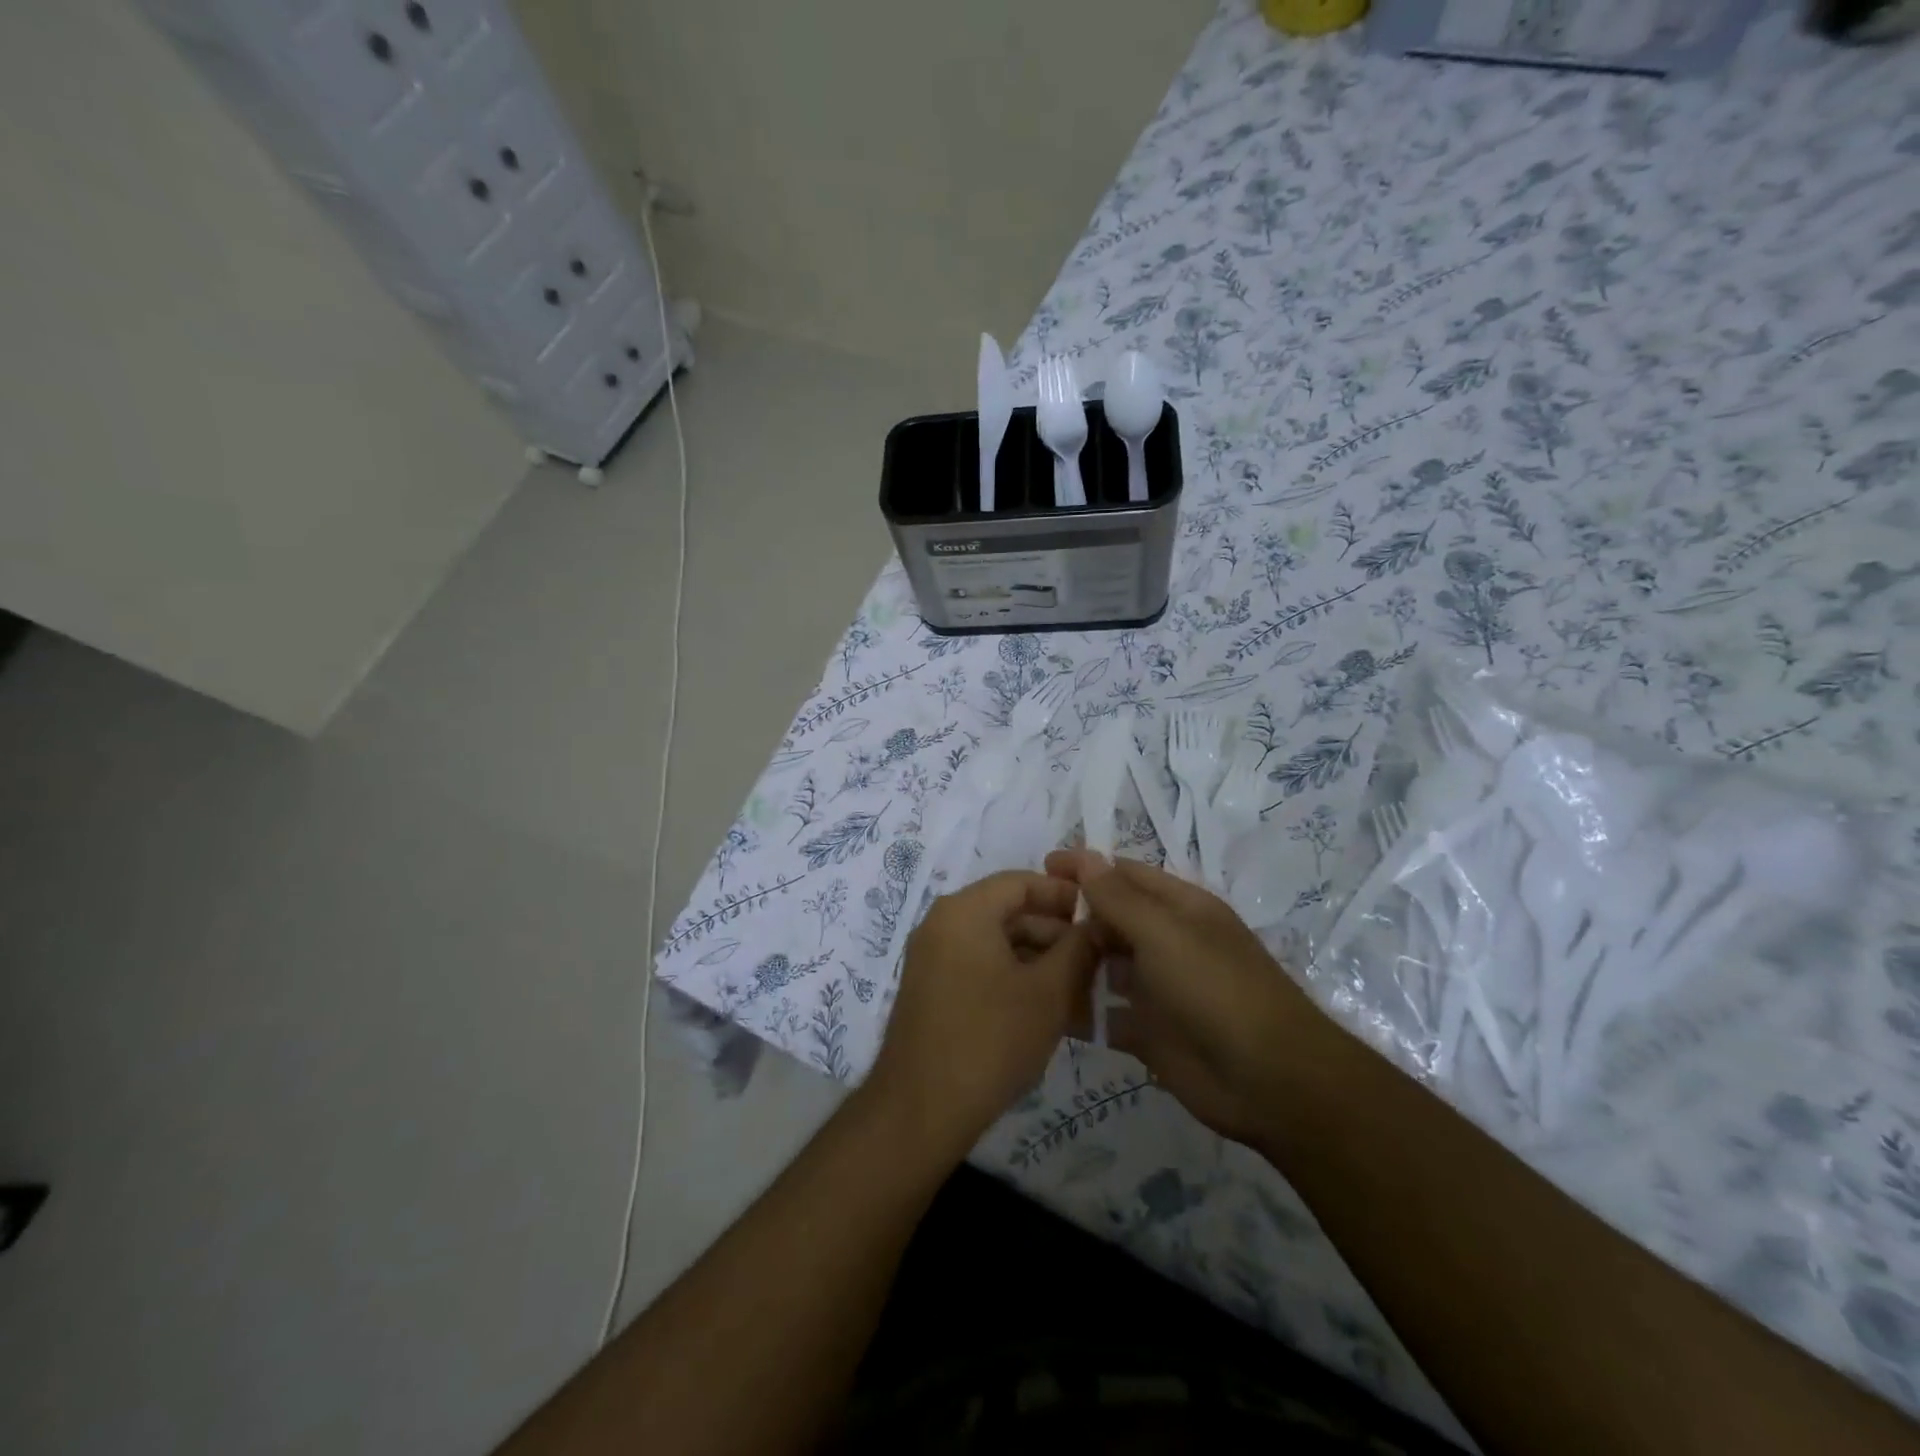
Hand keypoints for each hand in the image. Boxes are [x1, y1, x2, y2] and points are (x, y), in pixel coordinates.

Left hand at [865, 871, 1097, 1159]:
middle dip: (1056, 934)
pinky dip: (1015, 979)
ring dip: (1040, 961)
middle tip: (1098, 961)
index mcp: (964, 911)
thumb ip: (1079, 949)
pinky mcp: (932, 991)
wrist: (921, 1110)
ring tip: (1082, 992)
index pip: (1021, 882)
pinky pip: (980, 968)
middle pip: (1009, 912)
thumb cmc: (991, 1039)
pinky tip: (1049, 1010)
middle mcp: (942, 924)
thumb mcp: (1048, 992)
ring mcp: (932, 959)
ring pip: (997, 944)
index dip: (1064, 895)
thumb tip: (1098, 924)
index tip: (1100, 915)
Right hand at [1045, 849, 1321, 1151]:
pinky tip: (1043, 1006)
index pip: (1125, 875)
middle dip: (1072, 918)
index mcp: (1179, 908)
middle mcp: (1167, 942)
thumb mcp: (1164, 933)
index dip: (1086, 868)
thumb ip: (1119, 898)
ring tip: (1023, 962)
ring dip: (1071, 963)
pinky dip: (1080, 1010)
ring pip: (1104, 967)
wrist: (1269, 1081)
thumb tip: (1085, 859)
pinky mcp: (1148, 1032)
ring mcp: (1157, 989)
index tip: (1041, 867)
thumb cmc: (1216, 989)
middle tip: (1019, 924)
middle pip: (1111, 920)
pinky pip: (1105, 1014)